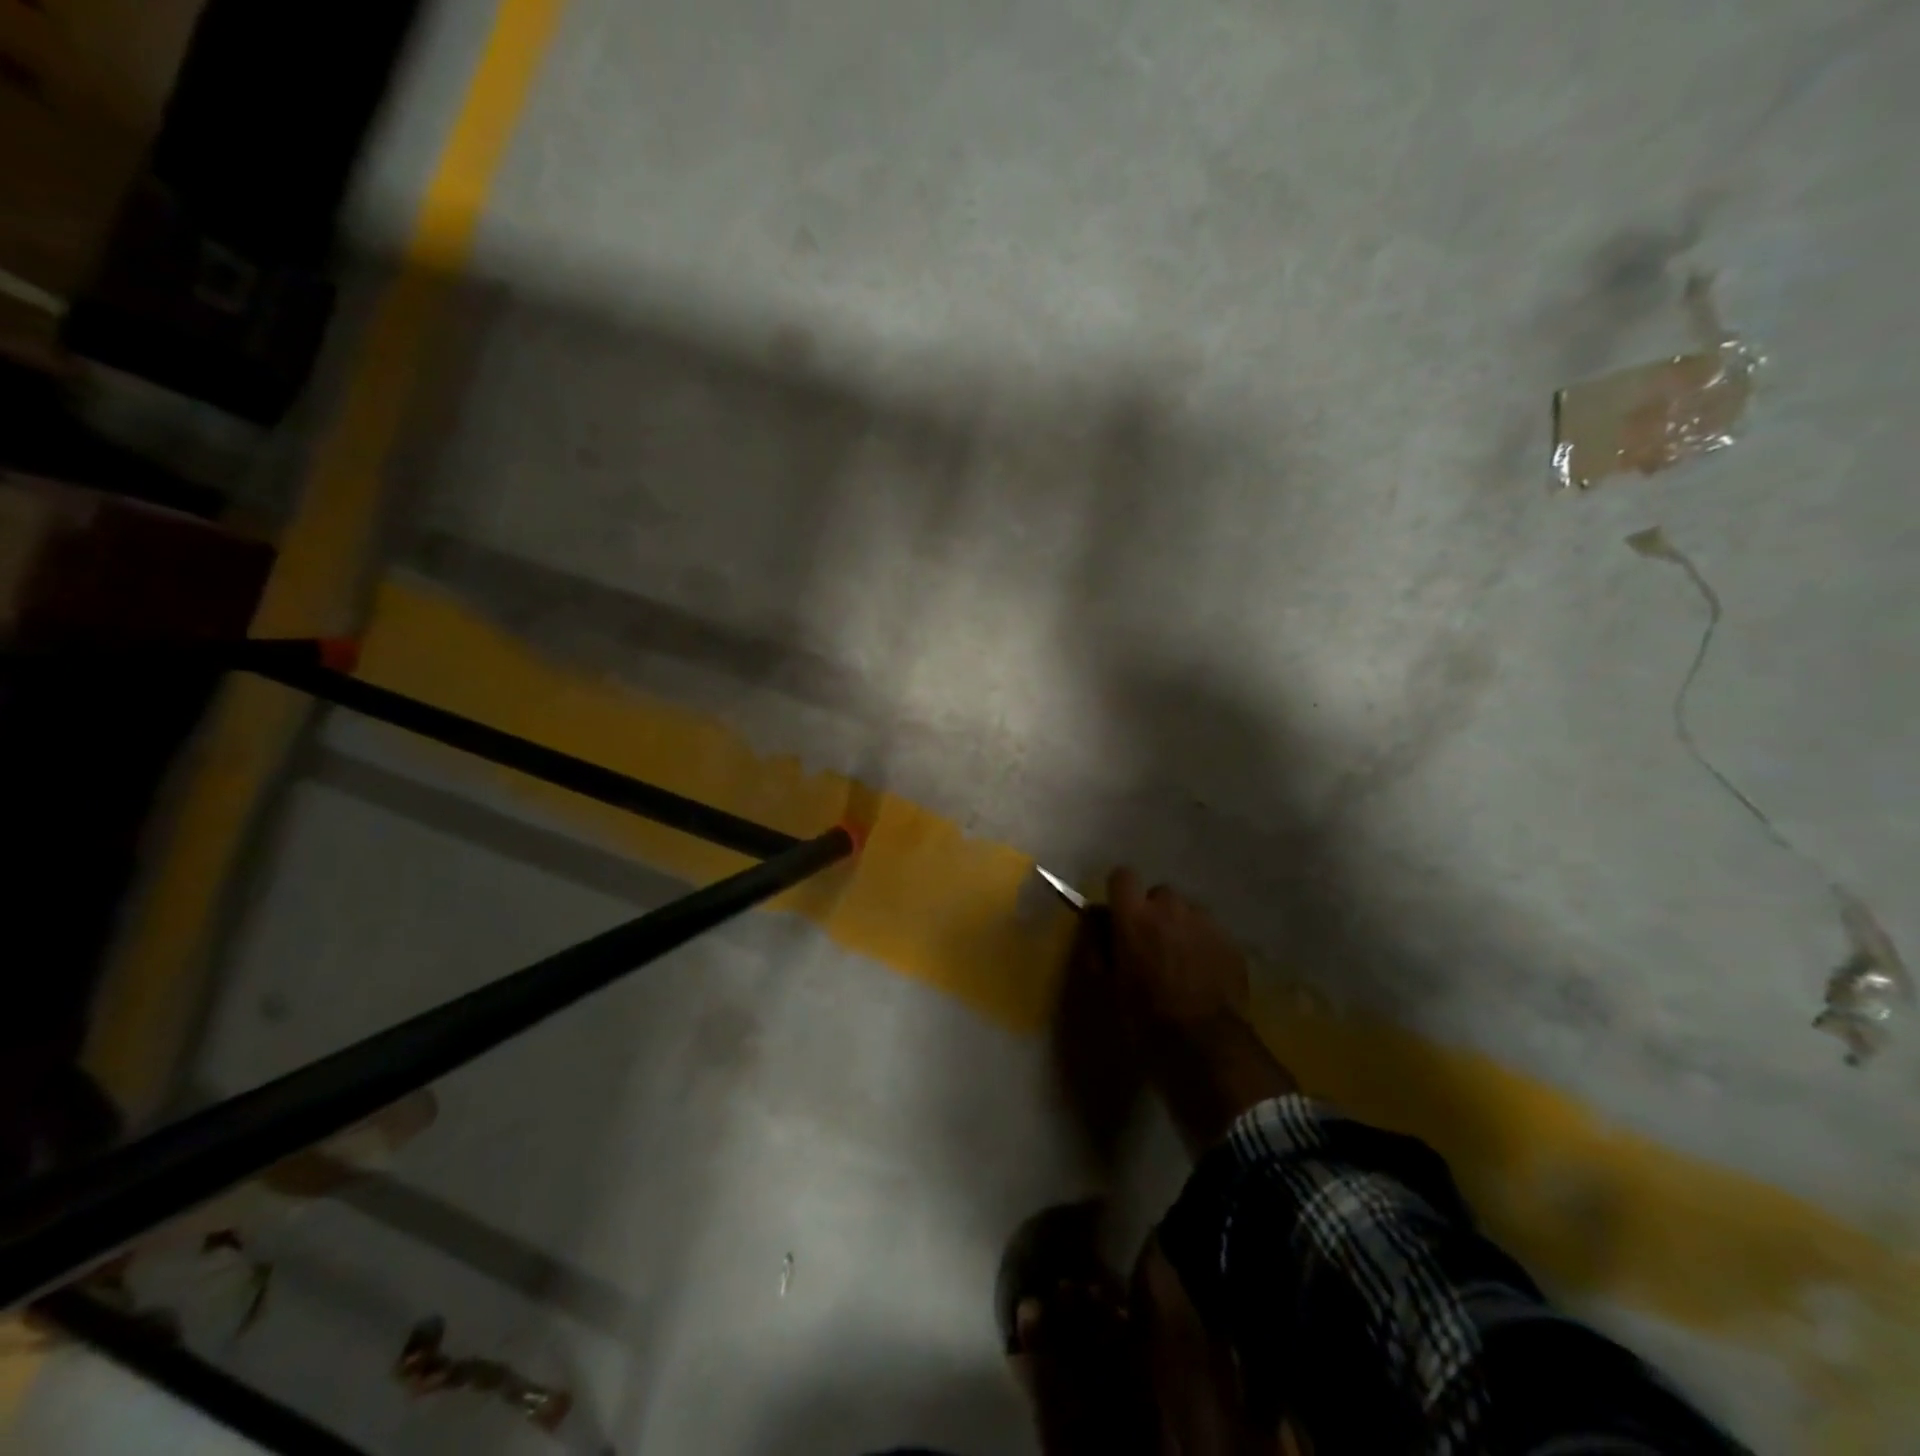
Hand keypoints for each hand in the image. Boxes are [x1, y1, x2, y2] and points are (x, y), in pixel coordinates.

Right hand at [1106, 868, 1250, 1036]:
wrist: (1205, 1042)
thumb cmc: (1145, 1014)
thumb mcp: (1107, 983)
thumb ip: (1097, 942)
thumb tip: (1095, 915)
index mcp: (1134, 915)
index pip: (1123, 876)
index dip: (1121, 893)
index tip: (1121, 916)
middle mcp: (1170, 907)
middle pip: (1159, 894)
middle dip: (1154, 912)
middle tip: (1152, 944)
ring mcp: (1204, 921)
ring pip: (1188, 911)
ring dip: (1181, 927)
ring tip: (1181, 960)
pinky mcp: (1230, 939)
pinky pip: (1211, 931)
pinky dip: (1204, 944)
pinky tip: (1204, 973)